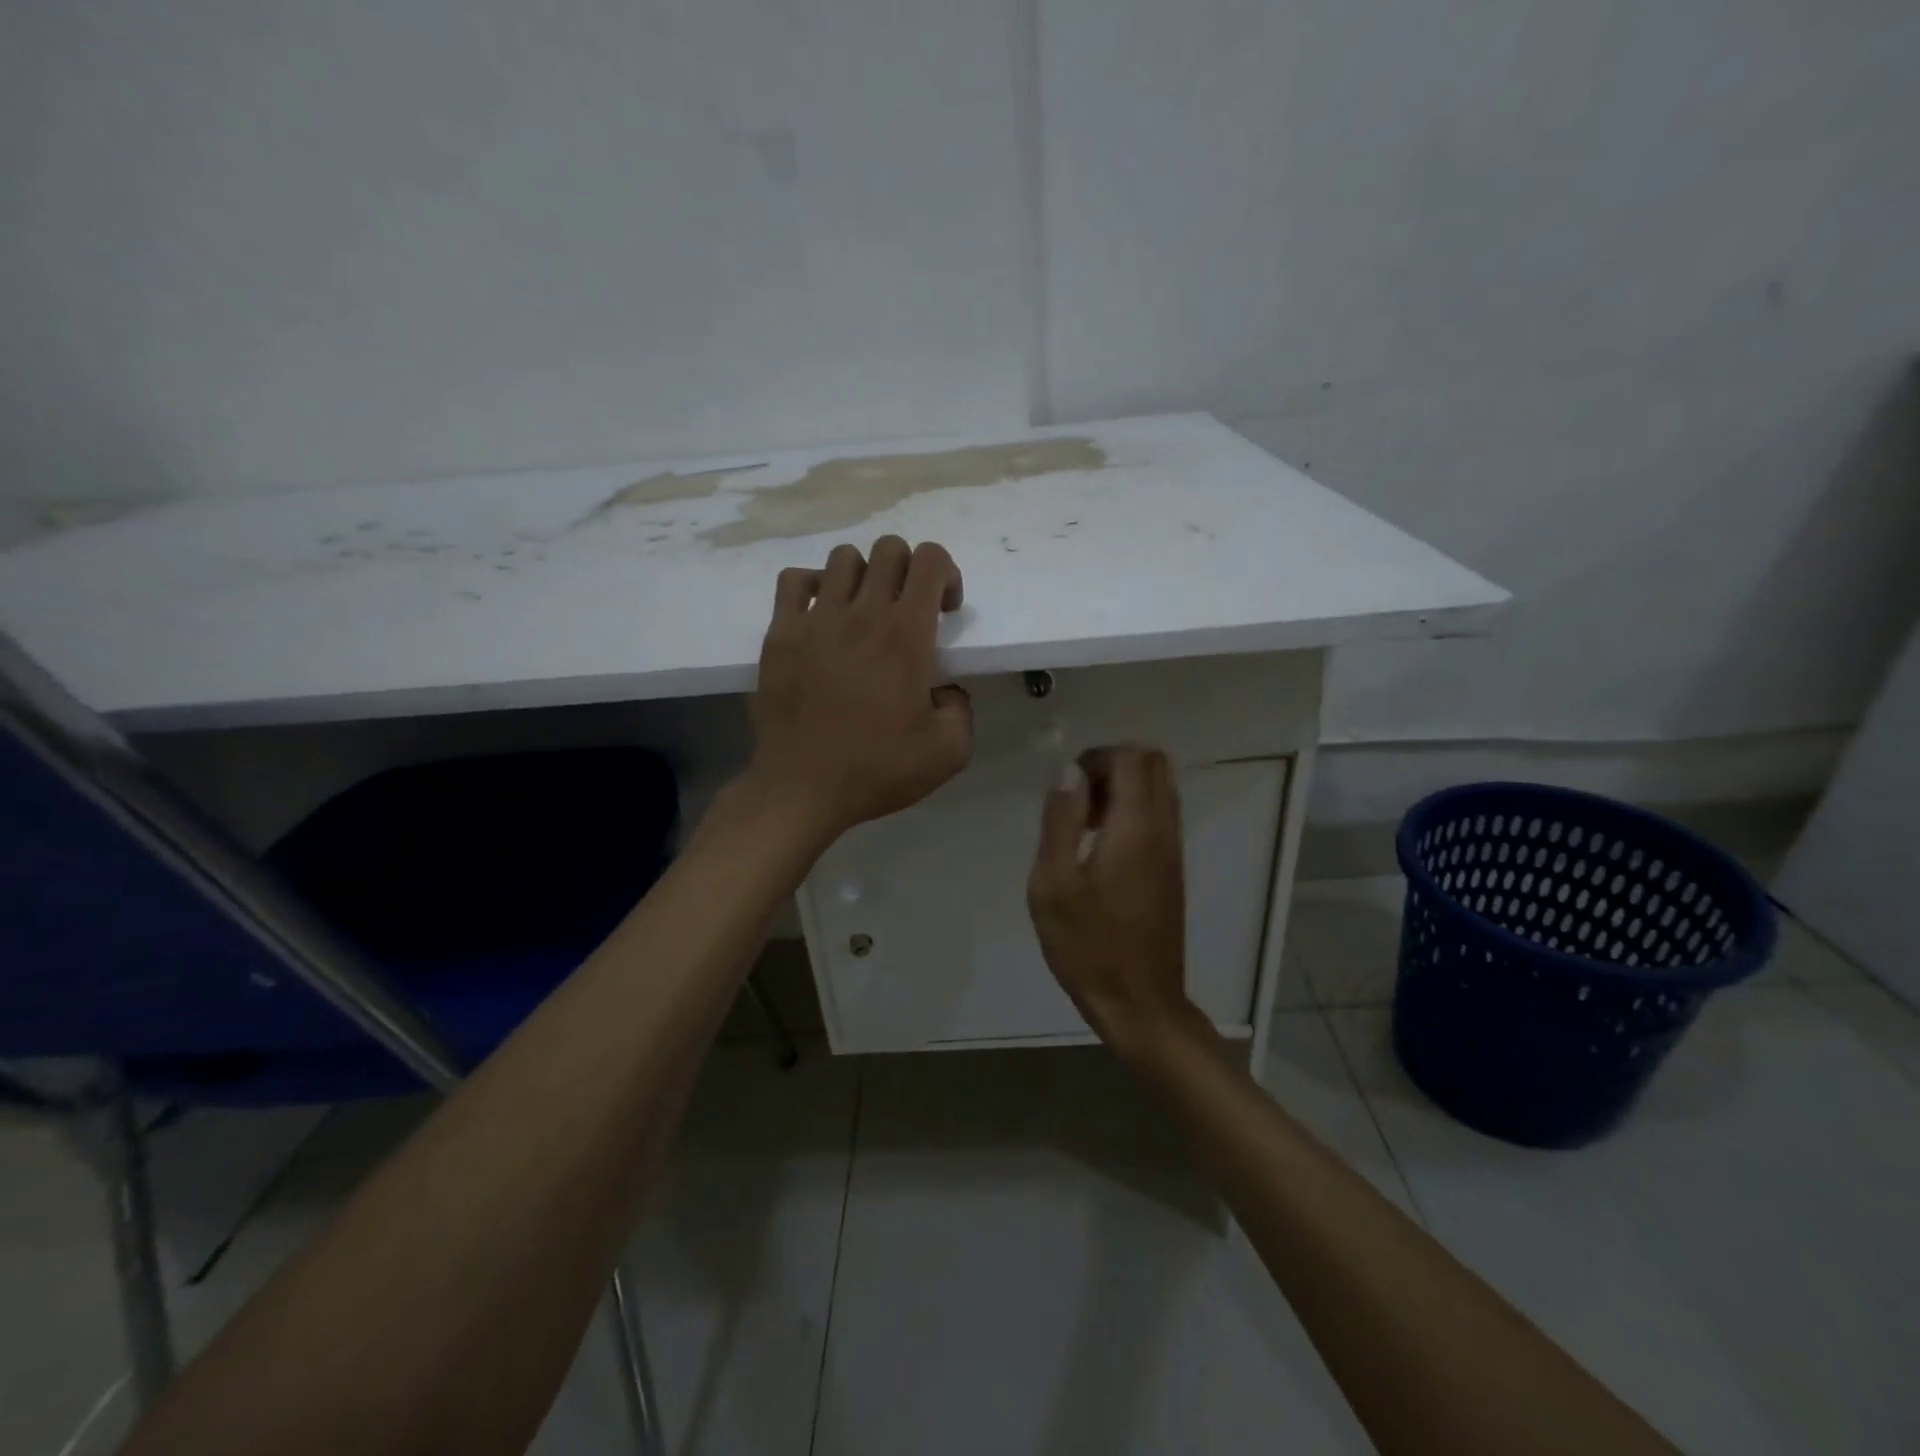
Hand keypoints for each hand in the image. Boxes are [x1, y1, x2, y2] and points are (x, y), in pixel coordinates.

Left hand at [746, 536, 971, 843]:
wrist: (801, 788)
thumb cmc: (876, 769)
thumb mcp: (949, 752)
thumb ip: (962, 709)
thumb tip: (944, 690)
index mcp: (906, 635)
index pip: (930, 559)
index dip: (946, 573)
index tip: (944, 611)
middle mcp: (862, 614)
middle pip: (889, 548)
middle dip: (909, 570)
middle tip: (908, 611)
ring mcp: (816, 619)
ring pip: (844, 558)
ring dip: (864, 576)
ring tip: (864, 612)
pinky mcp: (780, 633)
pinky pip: (794, 580)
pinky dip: (813, 585)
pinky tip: (822, 615)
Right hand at [1027, 746, 1201, 1058]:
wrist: (1140, 1003)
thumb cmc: (1088, 945)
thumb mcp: (1054, 883)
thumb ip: (1061, 820)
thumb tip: (1069, 770)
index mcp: (1136, 827)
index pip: (1132, 757)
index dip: (1097, 756)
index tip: (1067, 787)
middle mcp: (1164, 829)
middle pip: (1154, 763)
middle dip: (1113, 765)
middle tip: (1077, 800)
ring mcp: (1174, 849)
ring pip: (1160, 788)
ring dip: (1123, 789)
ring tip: (1084, 824)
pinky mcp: (1173, 869)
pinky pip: (1160, 815)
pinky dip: (1132, 811)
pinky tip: (1101, 848)